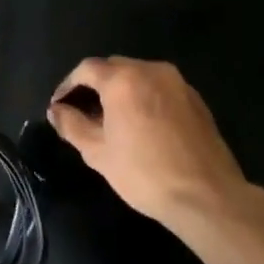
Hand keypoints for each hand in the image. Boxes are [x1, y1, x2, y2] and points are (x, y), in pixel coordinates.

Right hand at [46, 57, 263, 242]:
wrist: (207, 196)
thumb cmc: (144, 173)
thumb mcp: (98, 152)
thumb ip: (72, 125)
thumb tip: (56, 111)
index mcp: (123, 80)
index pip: (87, 69)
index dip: (68, 85)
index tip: (59, 106)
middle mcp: (151, 71)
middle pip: (114, 67)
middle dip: (94, 85)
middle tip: (82, 112)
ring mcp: (178, 83)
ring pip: (139, 76)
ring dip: (121, 91)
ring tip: (111, 119)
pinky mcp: (196, 99)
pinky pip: (160, 88)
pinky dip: (144, 98)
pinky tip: (141, 125)